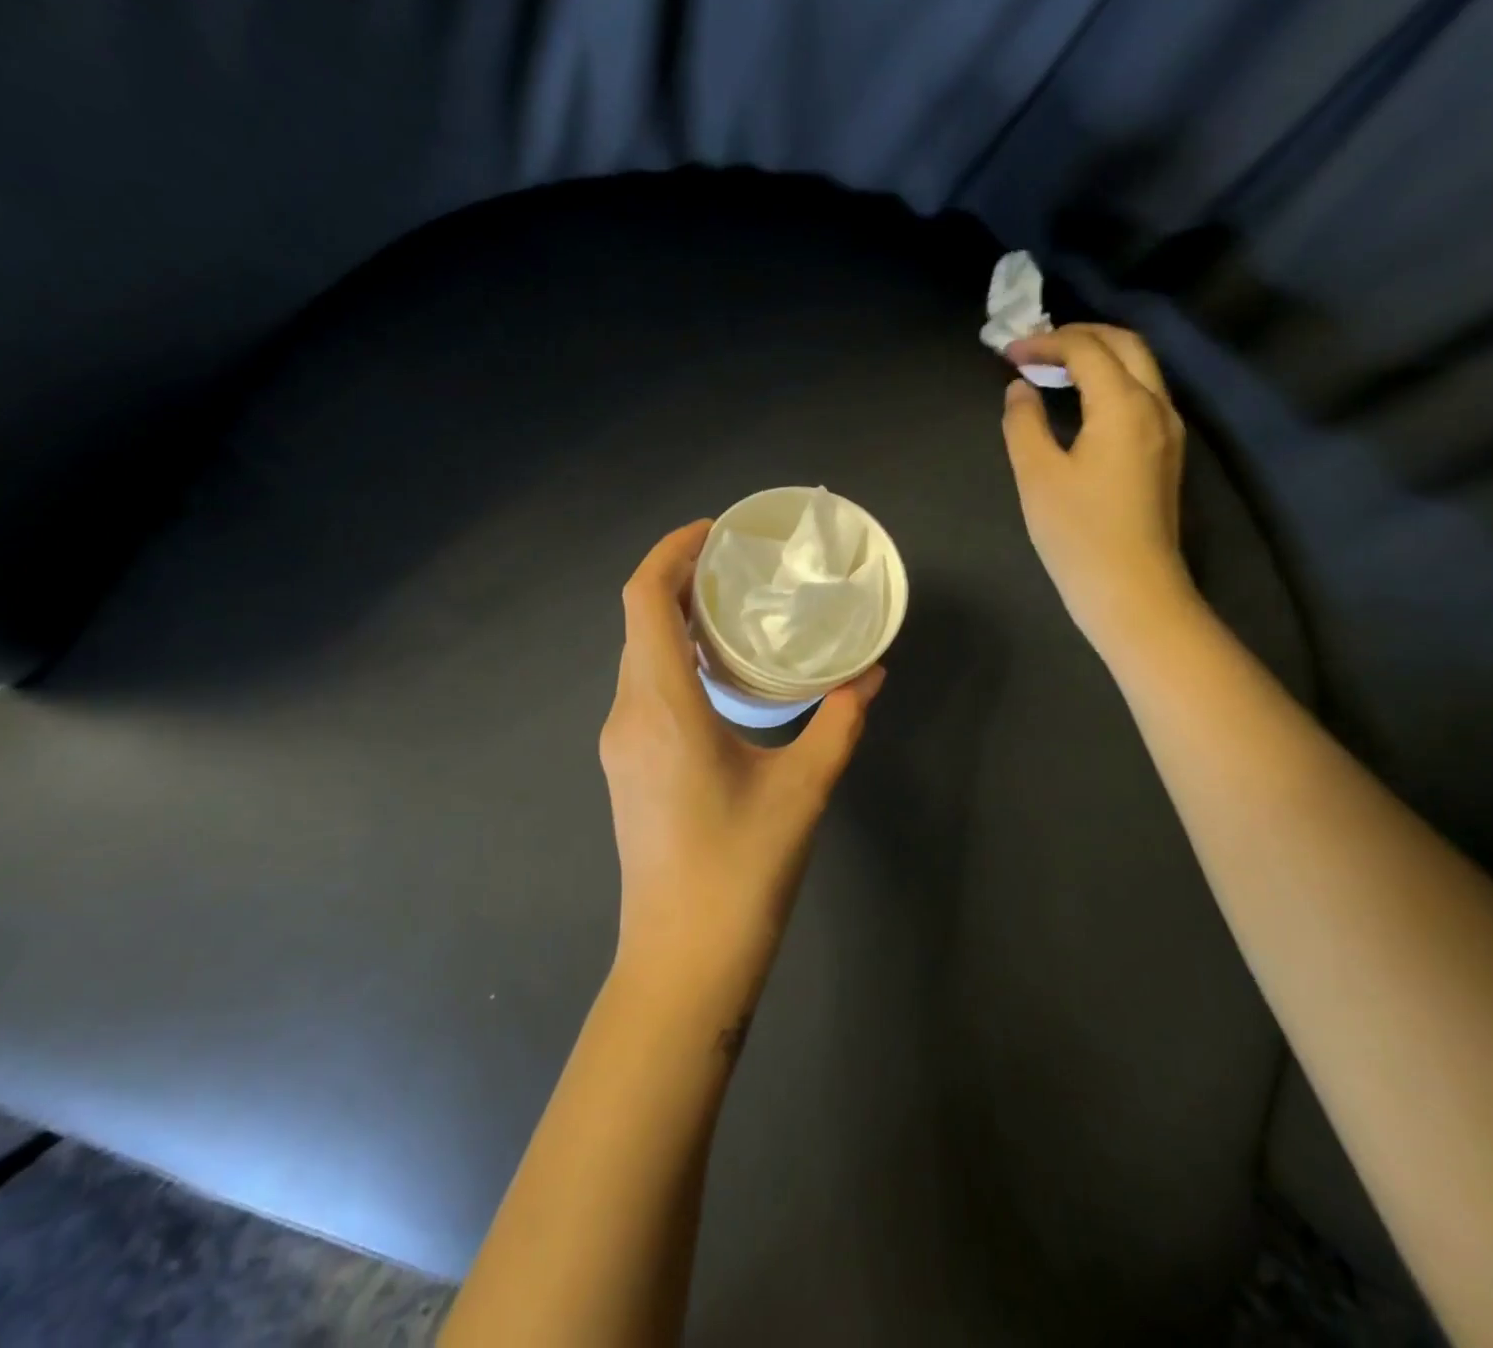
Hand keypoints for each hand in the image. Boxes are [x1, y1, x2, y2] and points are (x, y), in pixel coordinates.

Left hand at [599, 521, 884, 1001]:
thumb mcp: (804, 789)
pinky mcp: (627, 767)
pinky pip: (643, 688)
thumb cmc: (741, 871)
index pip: (645, 599)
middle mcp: (628, 713)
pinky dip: (673, 659)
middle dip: (681, 580)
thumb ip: (841, 722)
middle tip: (740, 566)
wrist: (681, 960)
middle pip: (638, 620)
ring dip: (676, 621)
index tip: (716, 532)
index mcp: (661, 706)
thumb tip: (871, 674)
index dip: (672, 551)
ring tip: (735, 610)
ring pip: (639, 655)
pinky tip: (719, 673)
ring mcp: (621, 743)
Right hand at [1002, 324, 1194, 654]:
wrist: (1132, 589)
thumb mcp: (1037, 476)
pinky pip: (1142, 396)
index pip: (1086, 350)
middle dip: (1079, 335)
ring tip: (1055, 368)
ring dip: (1099, 356)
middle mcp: (1156, 405)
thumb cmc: (1078, 533)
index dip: (1045, 343)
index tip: (1008, 352)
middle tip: (1036, 346)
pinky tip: (1083, 403)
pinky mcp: (1166, 454)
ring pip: (1140, 369)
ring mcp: (1168, 430)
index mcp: (1124, 405)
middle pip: (1125, 344)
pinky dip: (1111, 382)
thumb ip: (1024, 423)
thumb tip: (1020, 390)